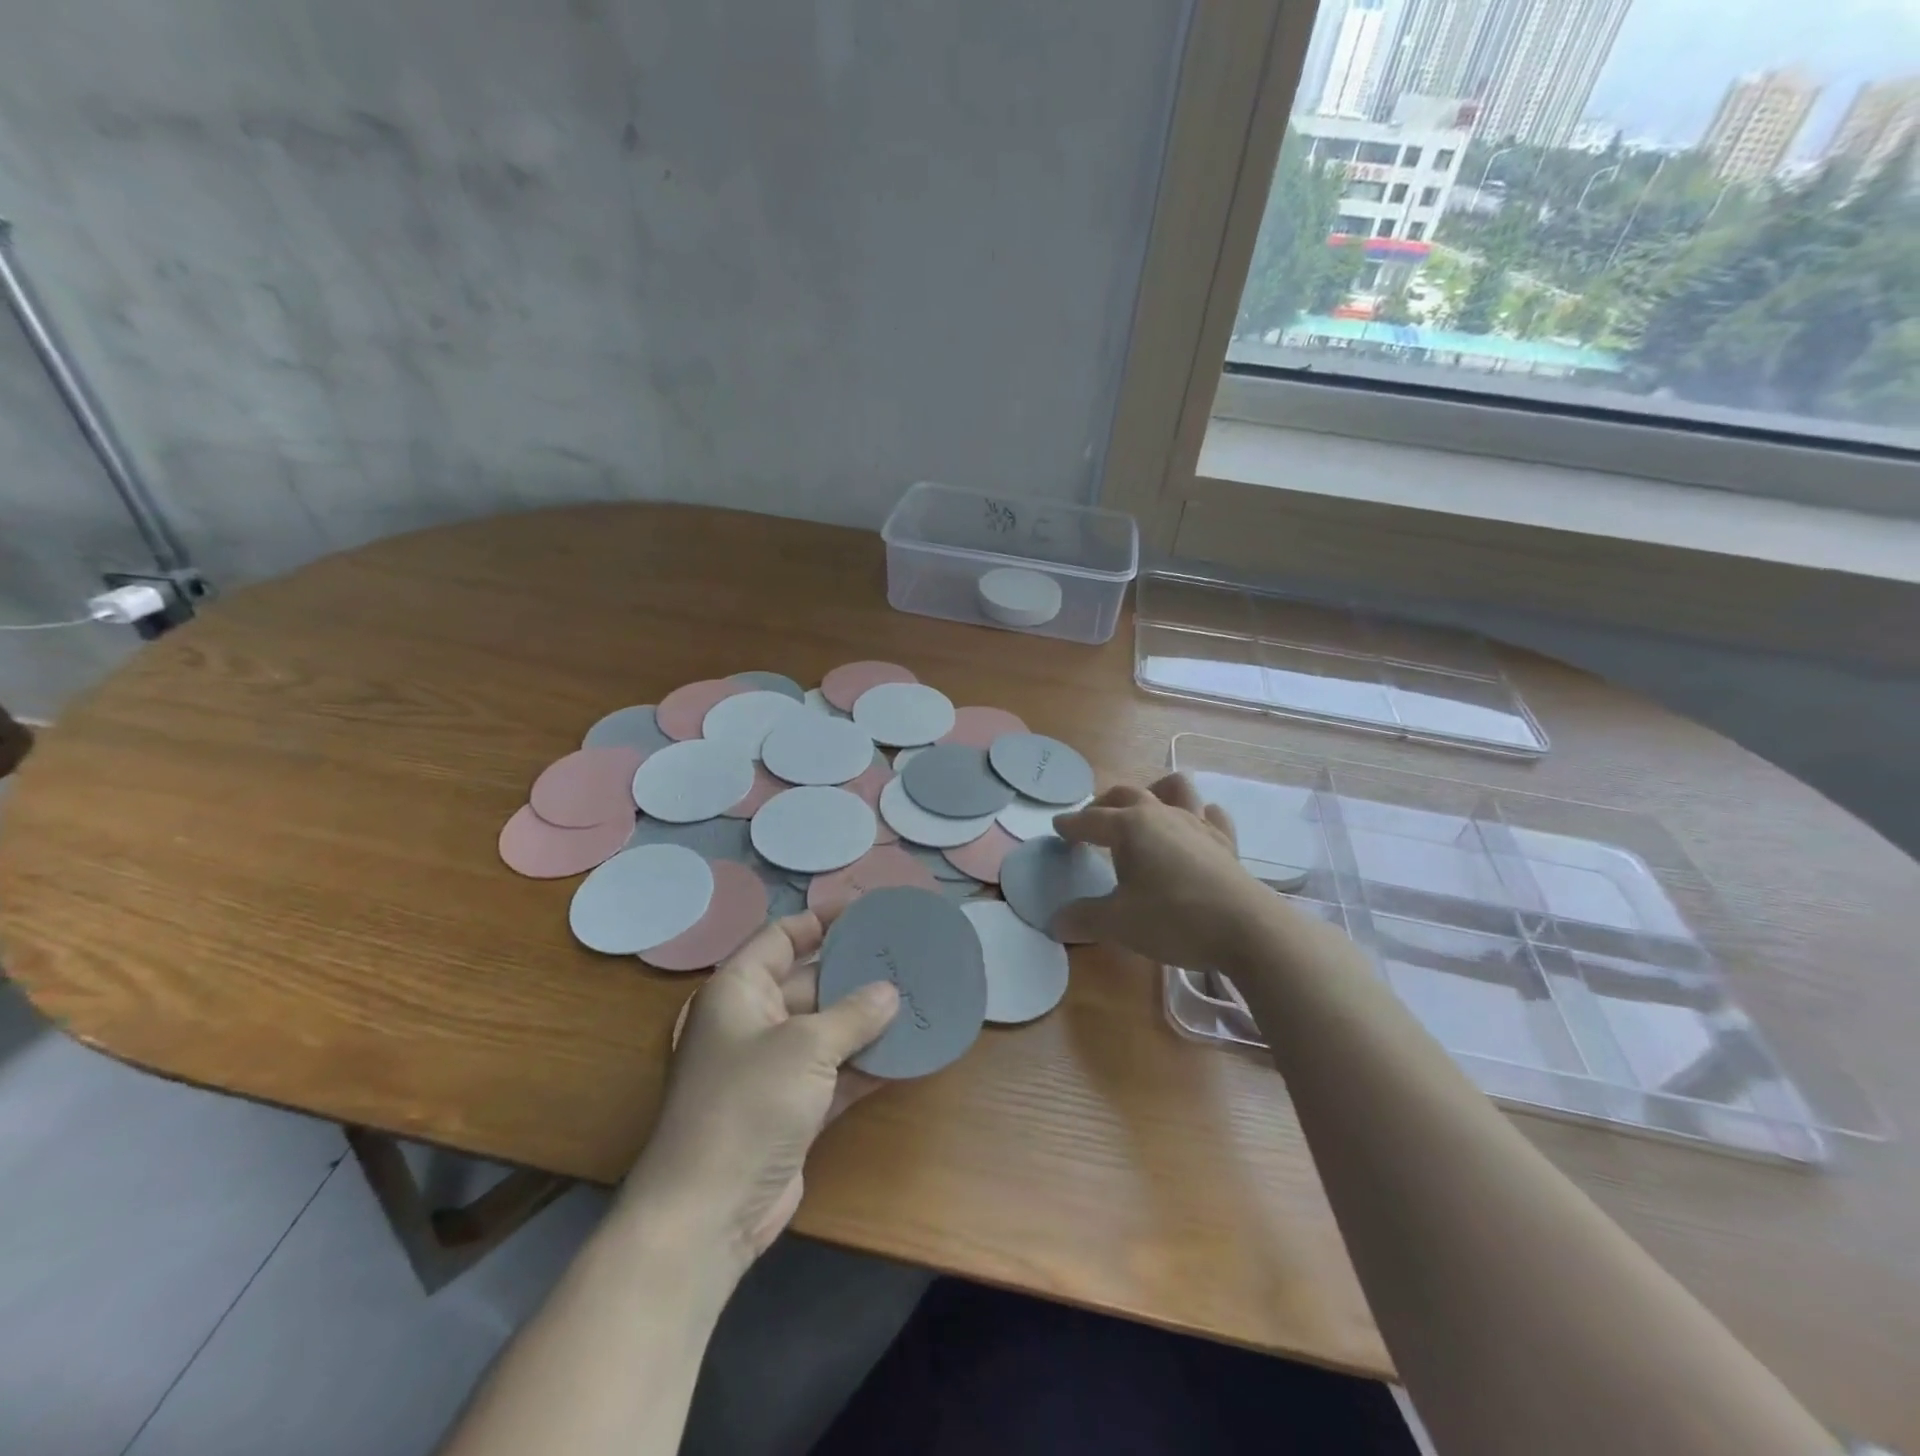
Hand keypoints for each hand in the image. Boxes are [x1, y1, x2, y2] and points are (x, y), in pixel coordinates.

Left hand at [627, 913, 898, 1267]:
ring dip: (866, 1020)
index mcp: (739, 990)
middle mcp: (753, 1022)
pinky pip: (834, 1072)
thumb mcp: (805, 1048)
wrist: (707, 1214)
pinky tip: (907, 1053)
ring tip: (917, 997)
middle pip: (809, 981)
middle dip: (854, 972)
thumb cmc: (747, 1105)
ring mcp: (771, 1068)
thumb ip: (853, 1014)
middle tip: (905, 957)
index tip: (865, 911)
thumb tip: (891, 992)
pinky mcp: (791, 1109)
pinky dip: (865, 1064)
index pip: (780, 937)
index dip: (820, 920)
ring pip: (826, 1029)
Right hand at [1052, 773, 1266, 967]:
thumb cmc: (1173, 919)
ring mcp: (1197, 824)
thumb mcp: (1118, 924)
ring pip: (1174, 788)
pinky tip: (1194, 829)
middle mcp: (1161, 814)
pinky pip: (1210, 815)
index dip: (1071, 824)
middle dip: (1104, 804)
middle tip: (1092, 819)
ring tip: (1145, 809)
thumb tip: (1055, 922)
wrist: (1246, 929)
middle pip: (1127, 794)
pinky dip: (1198, 815)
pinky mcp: (1225, 841)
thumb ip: (1083, 918)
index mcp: (1129, 826)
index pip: (1090, 820)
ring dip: (1155, 791)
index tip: (1057, 828)